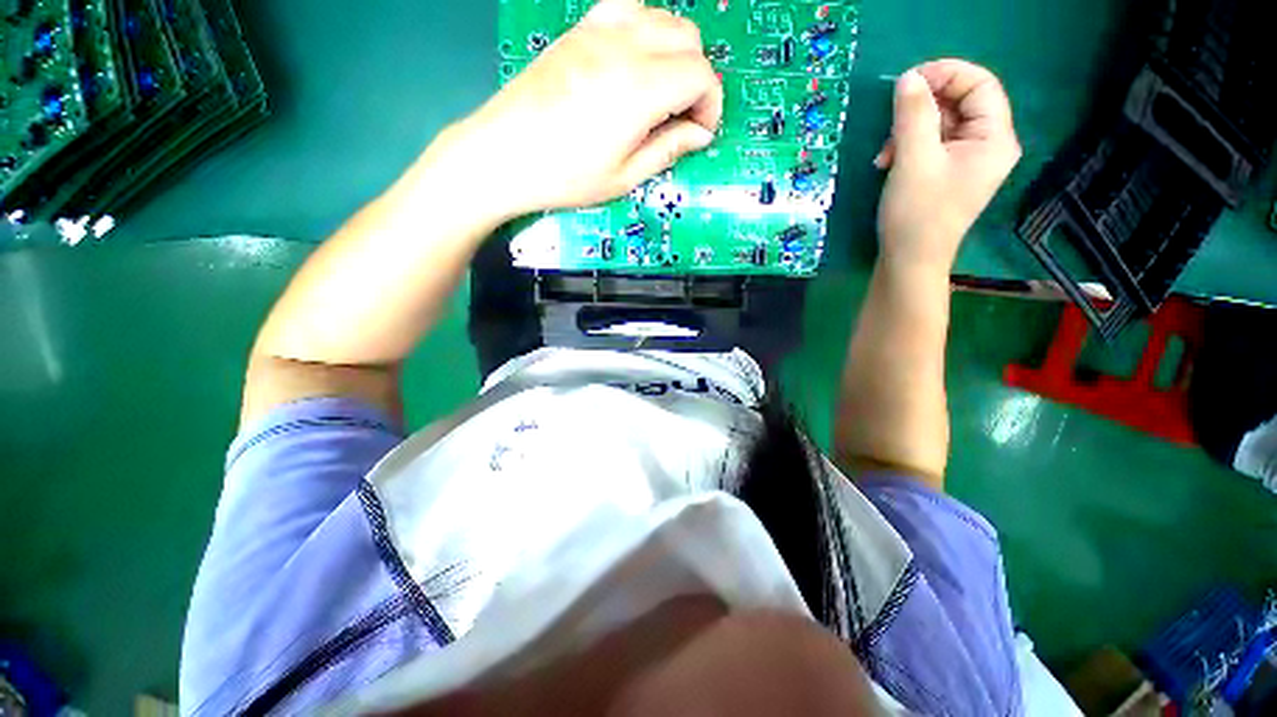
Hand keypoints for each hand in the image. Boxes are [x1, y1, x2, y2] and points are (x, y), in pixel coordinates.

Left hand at [445, 0, 722, 219]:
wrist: (503, 154)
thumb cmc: (564, 176)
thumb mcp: (623, 177)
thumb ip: (668, 149)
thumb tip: (699, 134)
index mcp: (638, 89)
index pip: (700, 75)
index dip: (710, 105)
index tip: (700, 133)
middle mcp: (623, 46)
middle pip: (689, 38)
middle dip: (697, 78)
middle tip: (682, 117)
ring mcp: (598, 30)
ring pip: (663, 17)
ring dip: (675, 52)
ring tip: (661, 92)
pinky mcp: (579, 29)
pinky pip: (629, 9)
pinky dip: (646, 31)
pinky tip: (635, 63)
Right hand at [875, 60, 1020, 271]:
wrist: (908, 262)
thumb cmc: (916, 215)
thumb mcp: (913, 161)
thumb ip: (913, 116)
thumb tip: (907, 78)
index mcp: (994, 138)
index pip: (980, 84)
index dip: (945, 74)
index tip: (907, 83)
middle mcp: (988, 144)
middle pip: (959, 103)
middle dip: (921, 109)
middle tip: (890, 127)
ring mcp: (968, 160)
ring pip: (941, 123)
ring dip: (908, 131)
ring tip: (884, 155)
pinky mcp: (948, 172)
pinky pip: (932, 144)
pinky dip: (908, 147)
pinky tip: (888, 162)